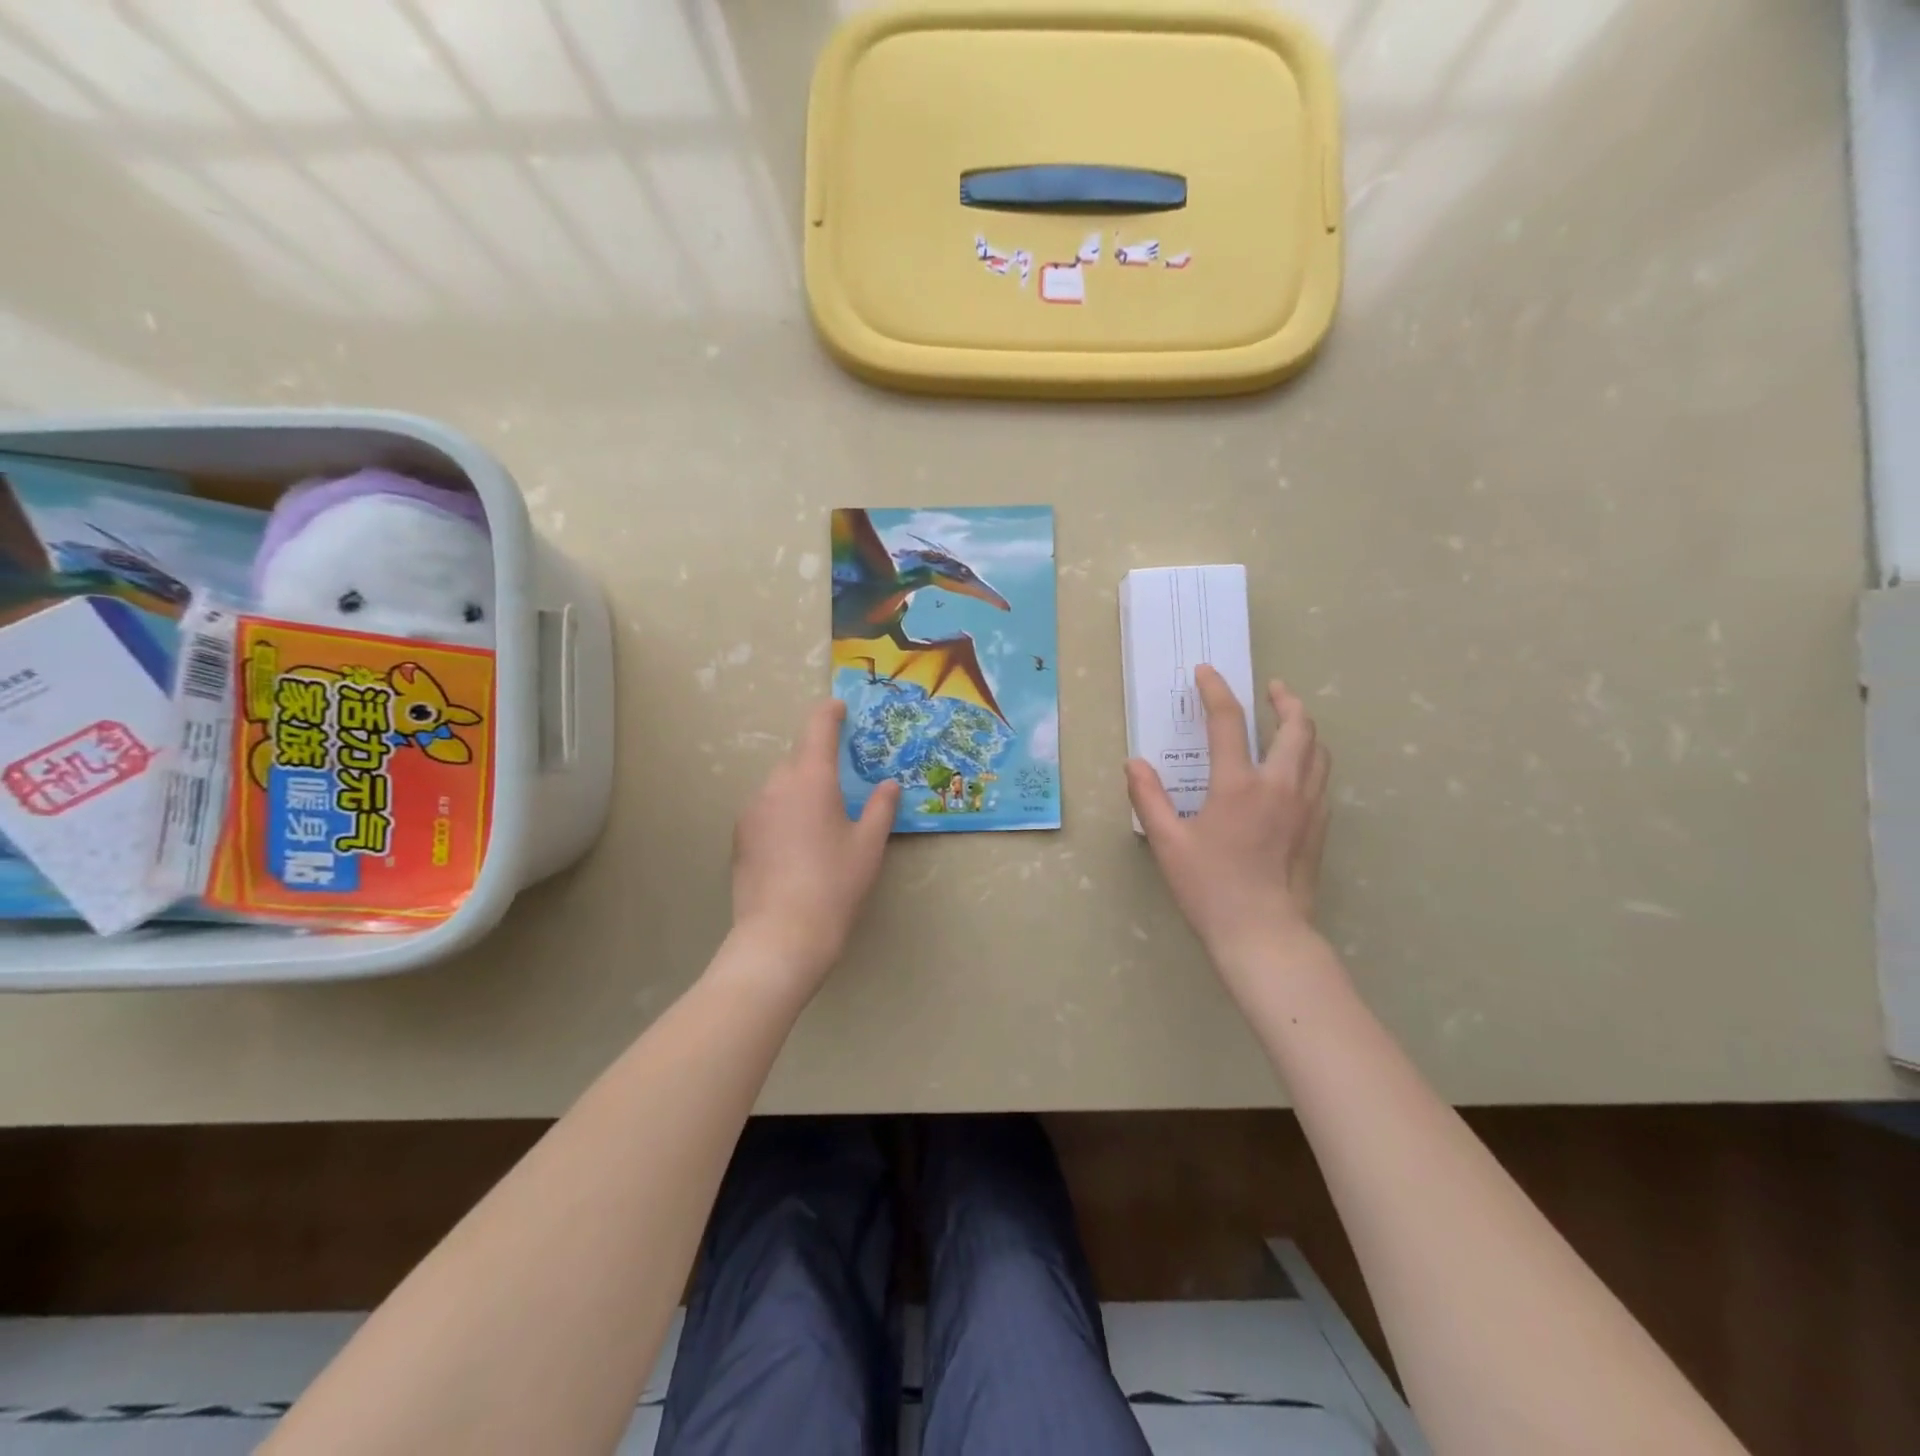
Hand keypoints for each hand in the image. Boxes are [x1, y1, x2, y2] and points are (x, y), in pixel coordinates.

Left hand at [730, 700, 898, 985]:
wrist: (782, 935)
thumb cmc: (835, 884)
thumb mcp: (868, 845)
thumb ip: (880, 807)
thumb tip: (889, 784)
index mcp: (810, 778)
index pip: (817, 727)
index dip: (829, 713)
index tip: (839, 707)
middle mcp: (776, 785)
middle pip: (798, 758)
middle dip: (818, 761)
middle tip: (842, 781)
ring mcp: (752, 811)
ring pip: (780, 785)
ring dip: (800, 789)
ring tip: (821, 822)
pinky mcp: (740, 836)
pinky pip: (766, 810)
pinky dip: (783, 813)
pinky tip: (797, 845)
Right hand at [1126, 667, 1330, 977]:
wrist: (1264, 934)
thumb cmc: (1210, 888)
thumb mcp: (1167, 843)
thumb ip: (1149, 798)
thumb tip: (1135, 763)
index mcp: (1239, 785)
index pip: (1229, 722)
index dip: (1216, 691)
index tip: (1207, 672)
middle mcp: (1280, 786)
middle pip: (1297, 727)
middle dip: (1285, 700)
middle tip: (1273, 689)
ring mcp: (1307, 806)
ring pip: (1319, 750)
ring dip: (1305, 728)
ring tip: (1291, 722)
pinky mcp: (1319, 827)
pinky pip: (1323, 779)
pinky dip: (1313, 759)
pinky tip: (1299, 770)